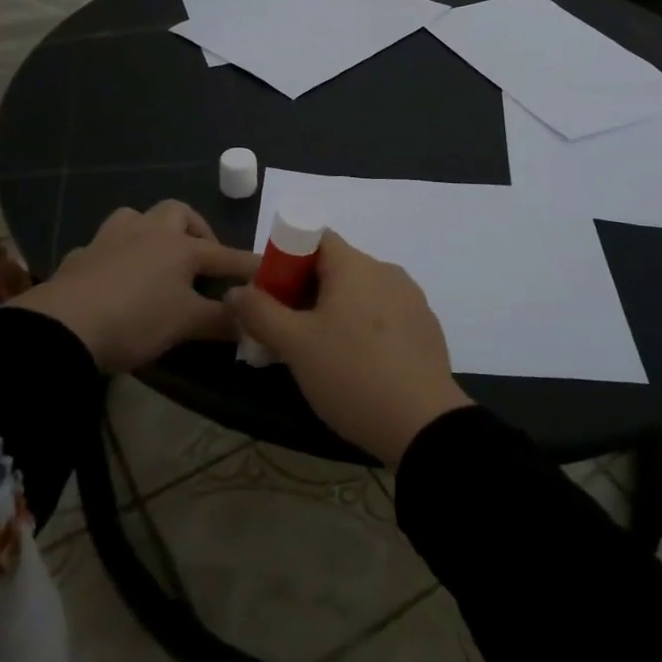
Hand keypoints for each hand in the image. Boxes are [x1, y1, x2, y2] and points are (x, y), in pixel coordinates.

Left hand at [14, 202, 258, 373]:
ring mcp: (110, 239)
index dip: (249, 265)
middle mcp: (148, 232)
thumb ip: (221, 321)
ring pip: (136, 218)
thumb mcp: (186, 325)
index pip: (226, 255)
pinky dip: (117, 256)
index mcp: (180, 247)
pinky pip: (105, 246)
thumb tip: (251, 323)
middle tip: (201, 259)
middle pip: (178, 213)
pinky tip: (116, 278)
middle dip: (196, 230)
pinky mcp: (80, 256)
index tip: (268, 271)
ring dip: (152, 232)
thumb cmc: (136, 320)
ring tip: (157, 259)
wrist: (62, 327)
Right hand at [225, 232, 472, 467]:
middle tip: (286, 329)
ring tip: (319, 352)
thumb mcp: (295, 345)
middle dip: (306, 290)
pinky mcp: (426, 328)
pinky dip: (363, 327)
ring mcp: (412, 299)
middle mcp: (387, 271)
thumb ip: (260, 312)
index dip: (287, 258)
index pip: (315, 238)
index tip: (271, 294)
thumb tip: (235, 291)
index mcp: (355, 265)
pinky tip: (357, 365)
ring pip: (361, 293)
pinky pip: (385, 315)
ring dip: (335, 311)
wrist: (424, 424)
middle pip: (337, 266)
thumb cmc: (352, 374)